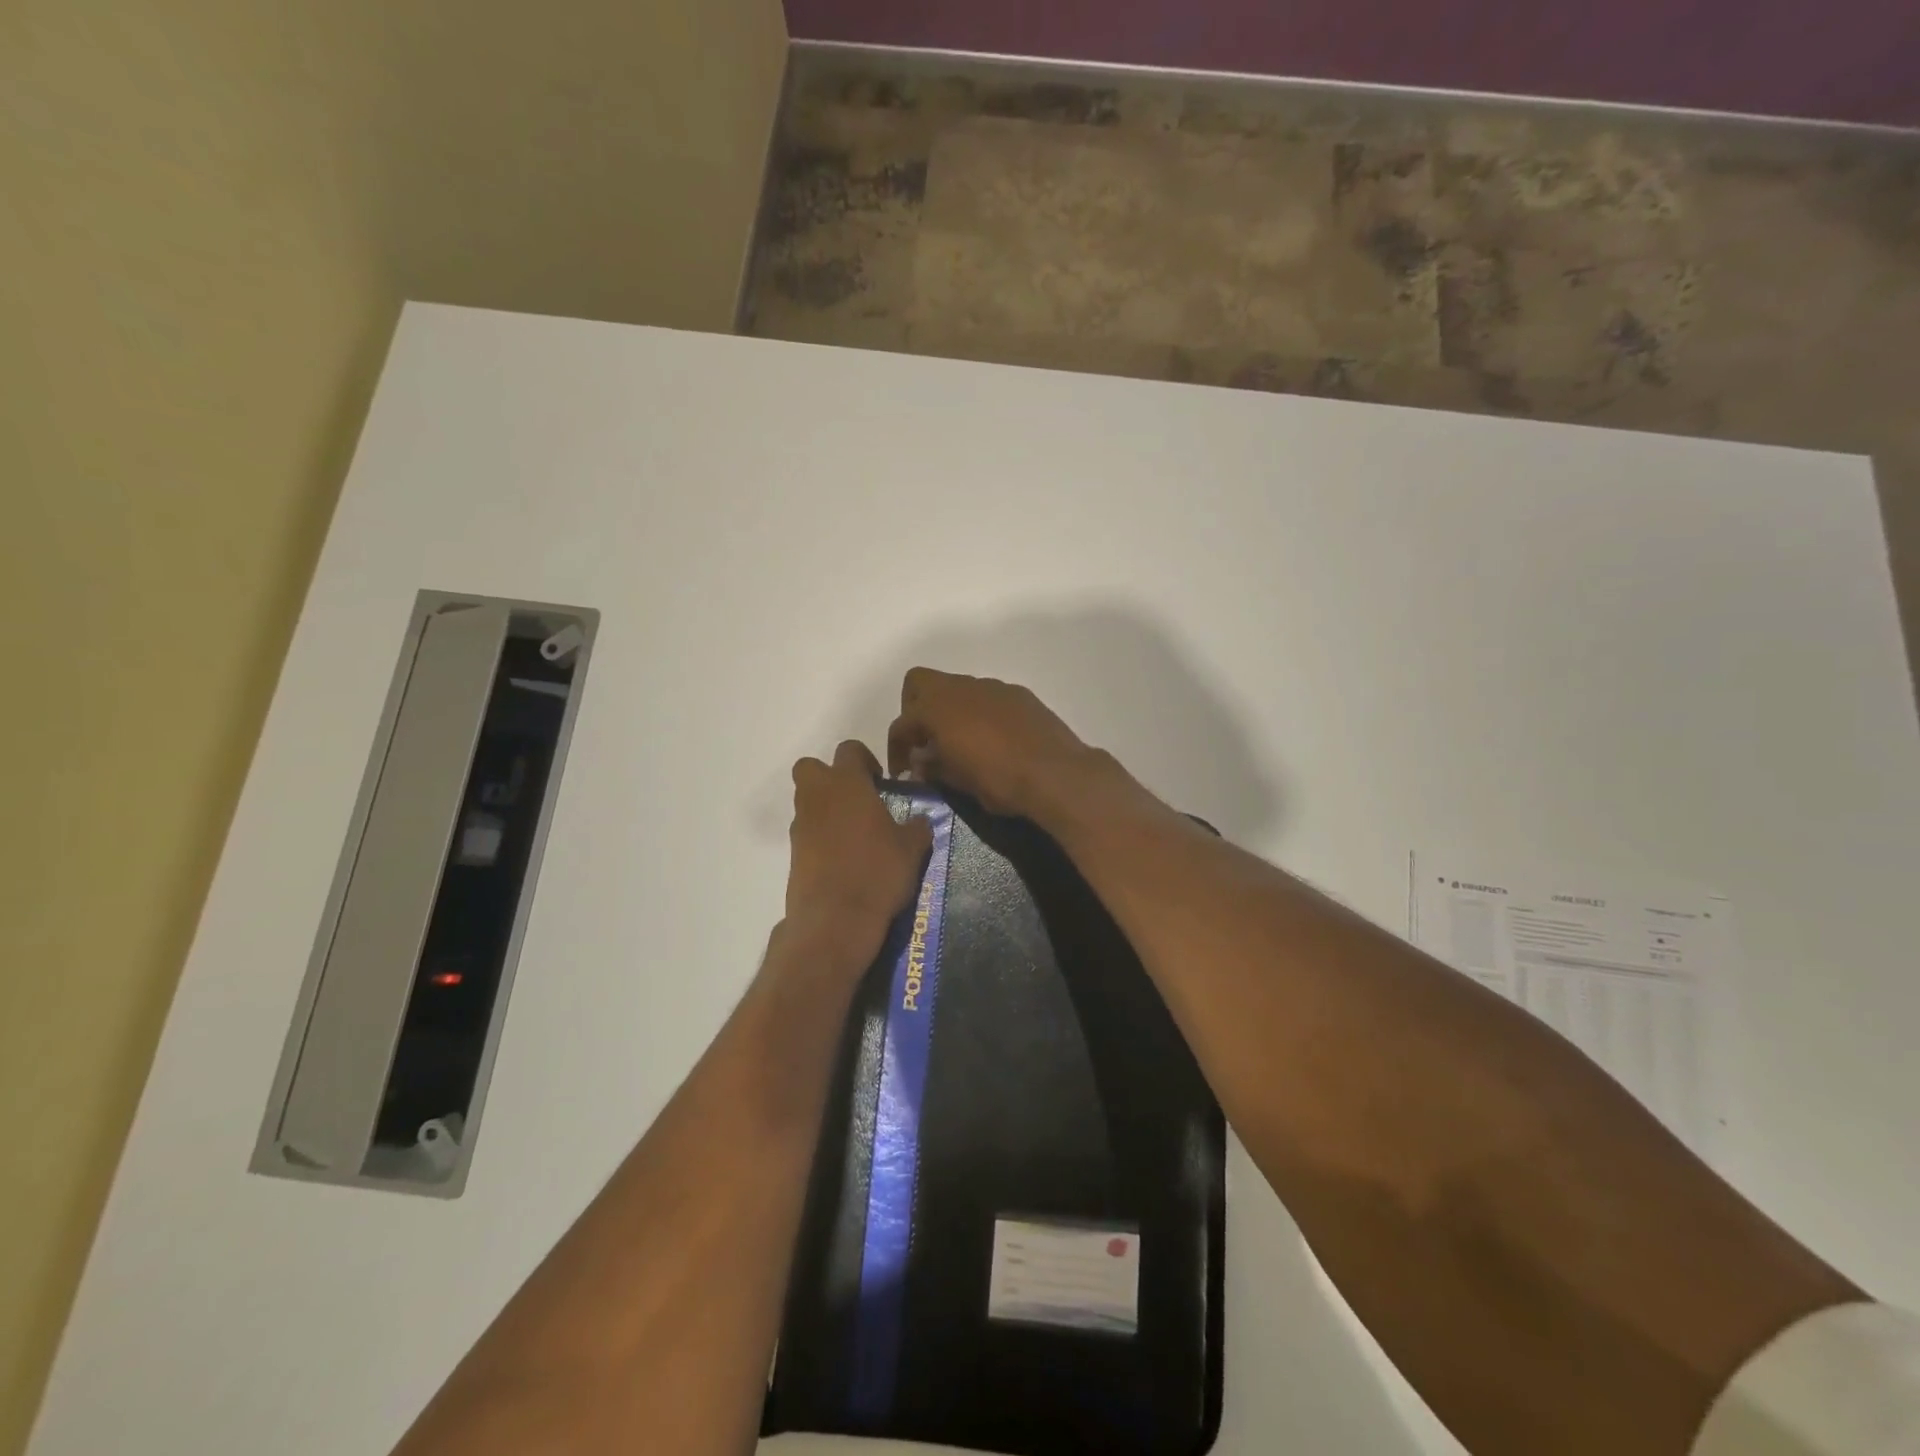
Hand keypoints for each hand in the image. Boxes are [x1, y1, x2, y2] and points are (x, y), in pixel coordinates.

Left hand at [785, 740, 932, 959]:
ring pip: (807, 802)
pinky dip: (821, 839)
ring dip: (827, 809)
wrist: (835, 920)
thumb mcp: (912, 848)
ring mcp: (801, 826)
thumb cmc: (877, 872)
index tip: (881, 782)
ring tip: (857, 835)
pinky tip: (845, 860)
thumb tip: (920, 820)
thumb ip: (917, 826)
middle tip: (859, 799)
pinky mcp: (793, 855)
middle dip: (831, 776)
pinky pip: (807, 833)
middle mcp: (817, 797)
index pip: (849, 749)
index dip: (865, 760)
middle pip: (811, 768)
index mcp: (847, 783)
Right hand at [885, 669, 1092, 819]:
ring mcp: (993, 687)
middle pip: (920, 683)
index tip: (903, 772)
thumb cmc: (999, 781)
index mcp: (938, 708)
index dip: (896, 749)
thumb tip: (921, 762)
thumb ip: (933, 767)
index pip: (901, 723)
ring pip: (957, 689)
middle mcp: (962, 688)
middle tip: (924, 742)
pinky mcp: (1019, 694)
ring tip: (959, 744)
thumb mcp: (958, 782)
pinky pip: (987, 697)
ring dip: (950, 711)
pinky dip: (979, 713)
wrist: (1057, 774)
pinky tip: (992, 741)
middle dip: (914, 710)